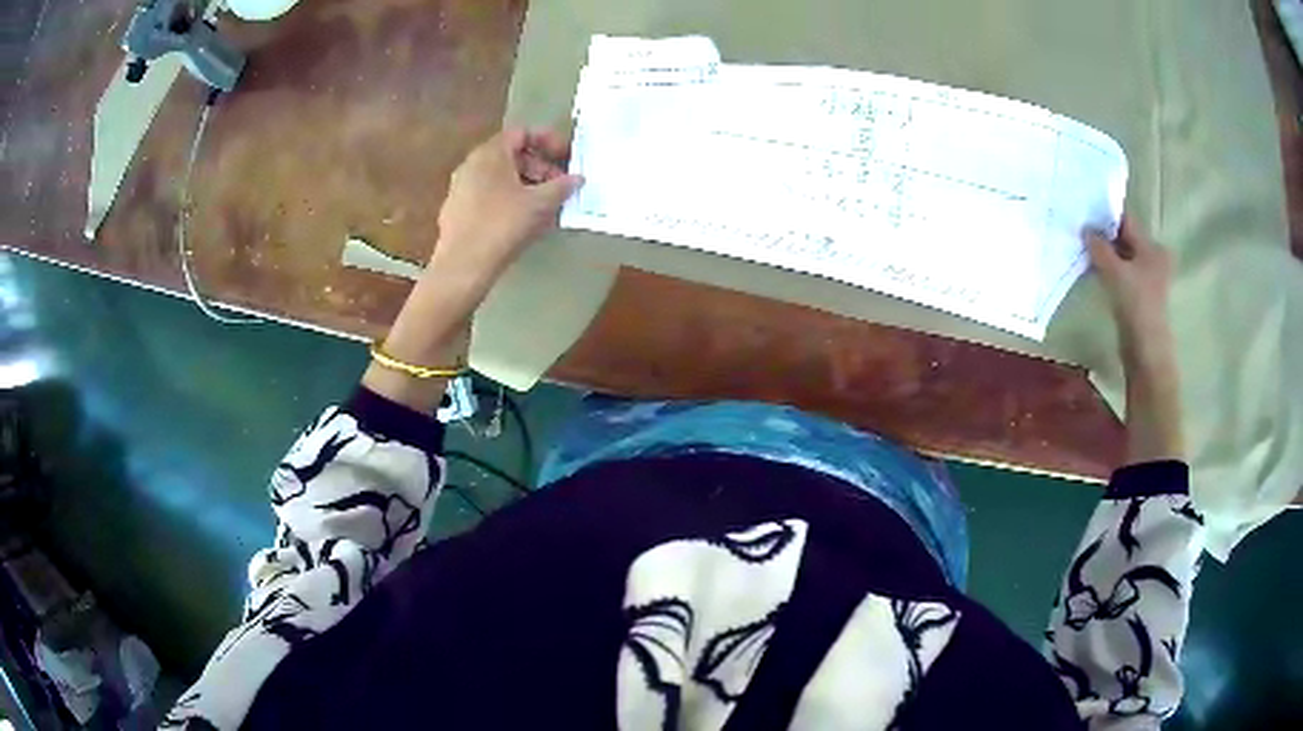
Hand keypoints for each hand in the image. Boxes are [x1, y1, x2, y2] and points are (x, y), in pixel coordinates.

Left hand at [430, 127, 582, 289]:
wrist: (463, 265)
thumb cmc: (502, 225)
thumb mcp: (540, 204)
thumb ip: (561, 186)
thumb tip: (577, 178)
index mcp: (490, 153)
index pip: (522, 133)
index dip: (548, 141)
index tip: (566, 157)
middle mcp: (471, 164)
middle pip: (511, 155)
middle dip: (539, 166)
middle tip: (559, 186)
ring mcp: (460, 187)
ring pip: (499, 177)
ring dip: (525, 185)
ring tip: (545, 205)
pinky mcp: (456, 211)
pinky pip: (488, 195)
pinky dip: (508, 199)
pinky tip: (521, 221)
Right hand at [1086, 217, 1183, 462]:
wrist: (1146, 354)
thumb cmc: (1137, 307)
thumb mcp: (1116, 272)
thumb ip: (1100, 247)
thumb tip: (1084, 228)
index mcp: (1153, 248)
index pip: (1126, 220)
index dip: (1105, 213)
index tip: (1083, 207)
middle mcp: (1153, 258)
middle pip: (1124, 238)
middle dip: (1103, 234)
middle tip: (1079, 226)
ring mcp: (1146, 279)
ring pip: (1121, 256)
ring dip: (1104, 253)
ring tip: (1083, 245)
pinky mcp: (1138, 296)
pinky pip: (1120, 273)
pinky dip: (1107, 269)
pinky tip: (1092, 267)